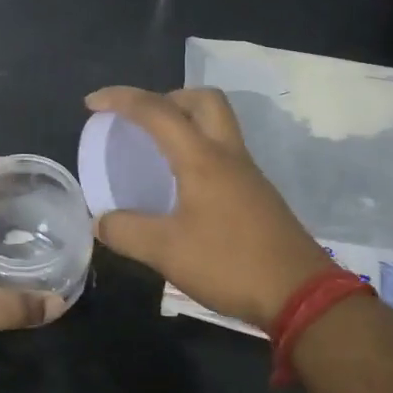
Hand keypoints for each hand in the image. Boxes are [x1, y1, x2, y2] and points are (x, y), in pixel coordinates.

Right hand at [86, 86, 331, 330]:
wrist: (300, 294)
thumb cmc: (229, 264)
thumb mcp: (166, 251)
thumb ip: (126, 231)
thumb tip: (100, 221)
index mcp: (202, 159)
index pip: (157, 112)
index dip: (121, 100)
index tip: (92, 103)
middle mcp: (228, 155)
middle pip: (203, 100)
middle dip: (166, 98)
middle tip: (140, 121)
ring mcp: (248, 174)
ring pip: (218, 125)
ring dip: (185, 122)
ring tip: (155, 150)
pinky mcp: (257, 194)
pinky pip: (223, 153)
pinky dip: (198, 151)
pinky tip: (182, 185)